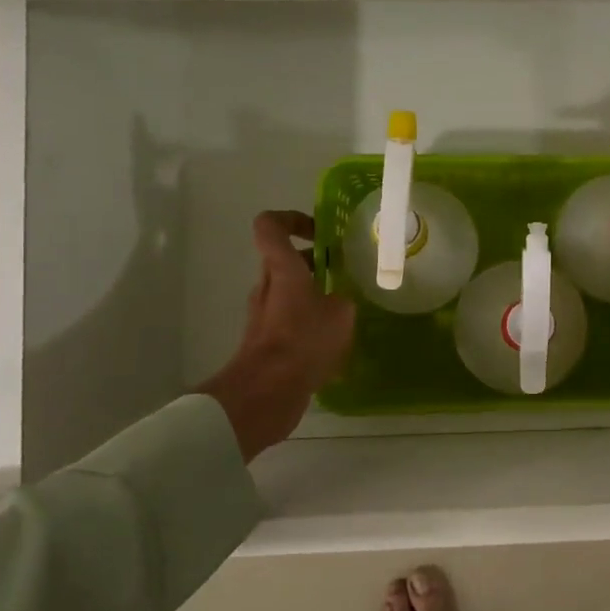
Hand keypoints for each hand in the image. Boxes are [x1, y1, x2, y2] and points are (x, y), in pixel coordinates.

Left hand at [197, 211, 355, 459]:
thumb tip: (340, 300)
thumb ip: (343, 298)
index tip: (319, 231)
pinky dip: (309, 326)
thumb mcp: (341, 313)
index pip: (270, 225)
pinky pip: (290, 322)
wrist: (267, 391)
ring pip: (288, 292)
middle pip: (284, 260)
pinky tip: (335, 345)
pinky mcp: (266, 343)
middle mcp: (267, 286)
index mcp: (282, 268)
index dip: (292, 219)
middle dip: (314, 263)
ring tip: (345, 311)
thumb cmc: (304, 340)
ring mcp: (264, 316)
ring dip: (314, 296)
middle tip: (344, 272)